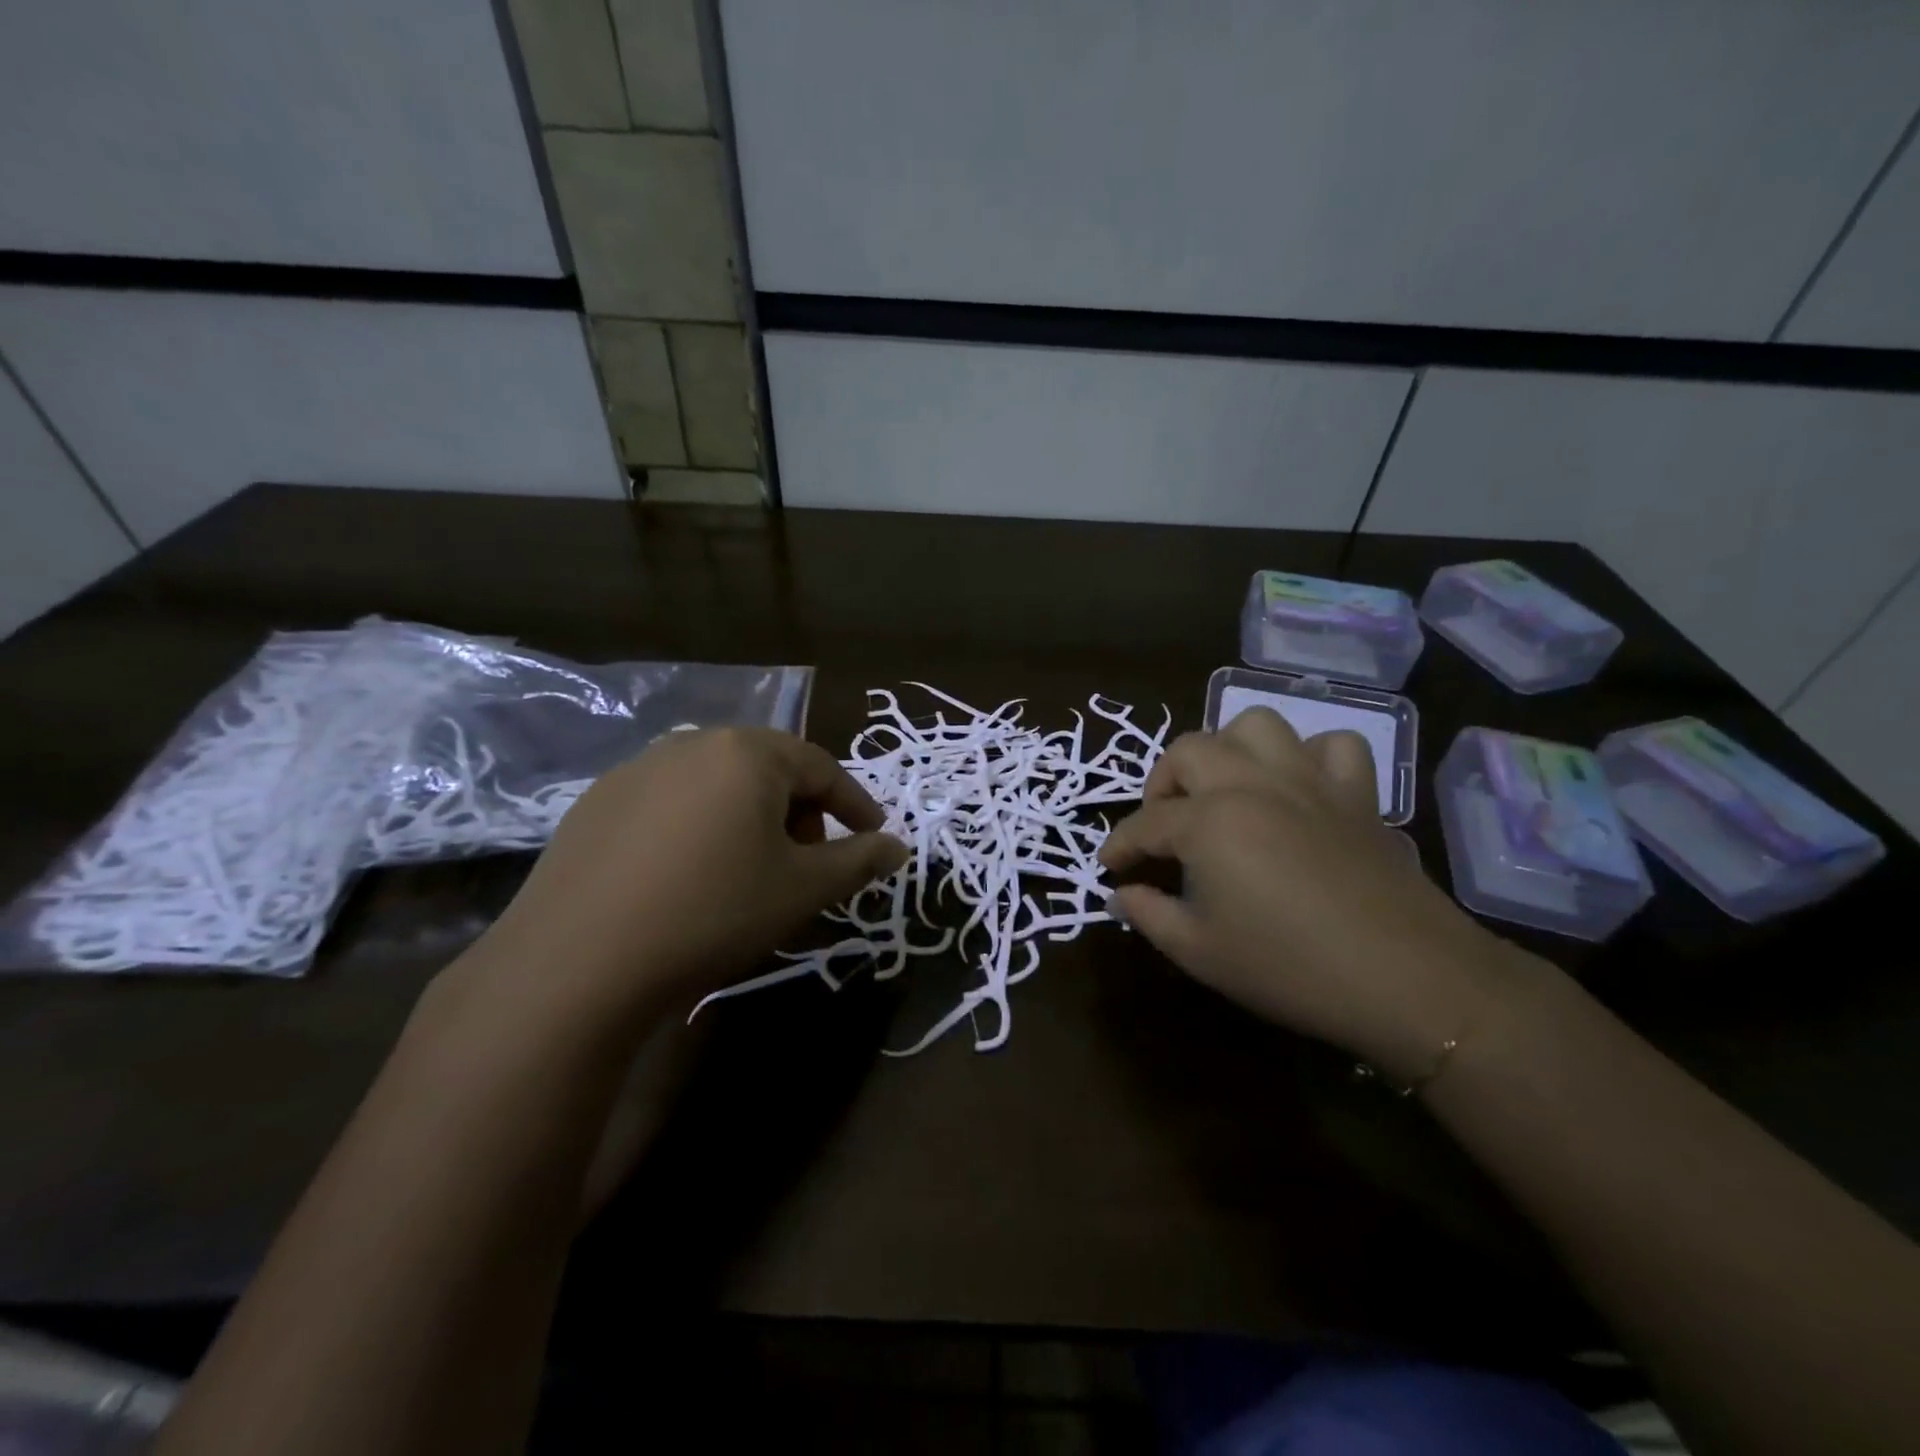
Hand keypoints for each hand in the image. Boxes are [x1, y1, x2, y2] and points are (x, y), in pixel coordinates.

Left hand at [476, 727, 907, 1025]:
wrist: (578, 962)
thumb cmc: (713, 912)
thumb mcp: (802, 889)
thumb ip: (859, 861)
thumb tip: (898, 847)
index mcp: (747, 752)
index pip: (822, 768)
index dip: (855, 804)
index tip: (873, 835)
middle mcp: (692, 743)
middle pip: (768, 770)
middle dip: (799, 812)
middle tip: (806, 862)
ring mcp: (637, 769)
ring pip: (718, 784)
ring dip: (749, 818)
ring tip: (749, 870)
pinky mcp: (596, 802)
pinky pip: (671, 803)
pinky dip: (698, 828)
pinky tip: (687, 876)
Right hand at [1099, 708, 1511, 1082]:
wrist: (1408, 979)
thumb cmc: (1289, 967)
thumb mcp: (1199, 951)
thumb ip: (1148, 914)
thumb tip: (1119, 895)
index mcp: (1208, 822)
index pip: (1146, 823)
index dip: (1120, 844)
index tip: (1109, 865)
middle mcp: (1251, 784)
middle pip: (1188, 752)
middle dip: (1161, 784)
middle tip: (1163, 825)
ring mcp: (1308, 781)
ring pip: (1256, 726)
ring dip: (1228, 750)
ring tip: (1222, 790)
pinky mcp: (1356, 793)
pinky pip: (1331, 746)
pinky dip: (1307, 757)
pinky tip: (1297, 789)